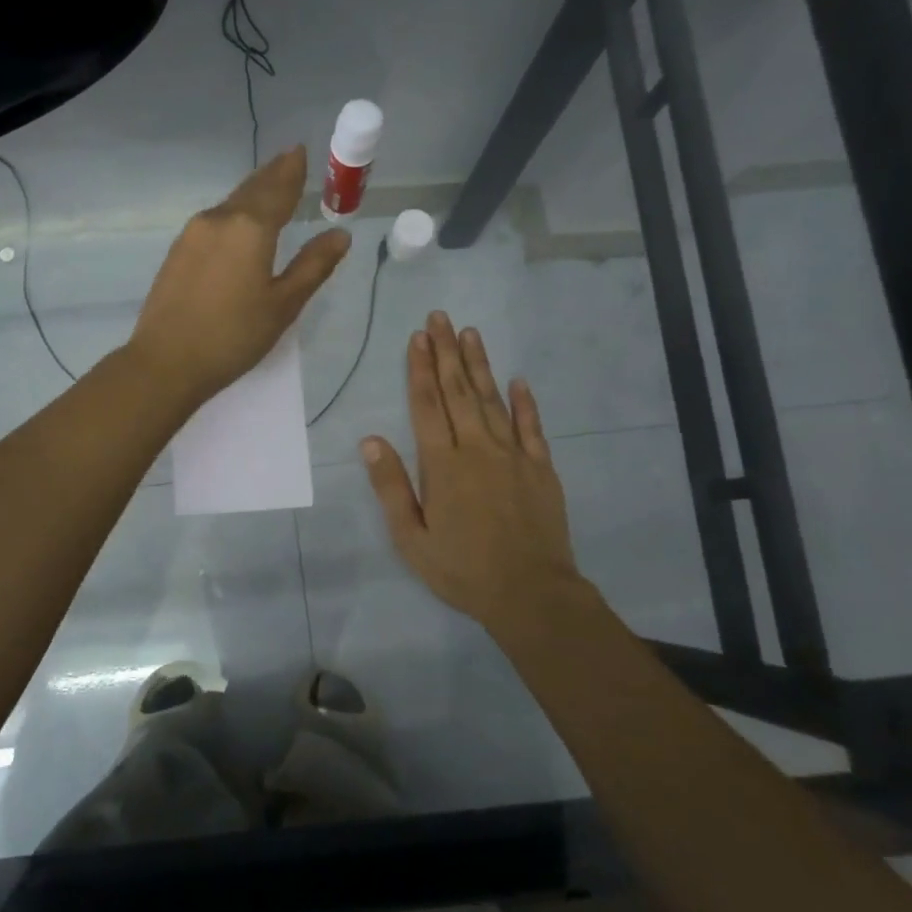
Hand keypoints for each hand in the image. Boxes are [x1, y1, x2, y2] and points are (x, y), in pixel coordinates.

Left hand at [130, 146, 349, 405]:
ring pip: (230, 204)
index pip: (278, 189)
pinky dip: (233, 213)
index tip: (300, 151)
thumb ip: (313, 266)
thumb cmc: (233, 336)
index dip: (292, 170)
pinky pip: (214, 221)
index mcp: (250, 227)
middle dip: (272, 174)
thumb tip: (340, 235)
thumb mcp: (283, 305)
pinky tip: (238, 223)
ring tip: (269, 187)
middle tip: (289, 160)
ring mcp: (193, 234)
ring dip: (252, 193)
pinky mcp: (177, 252)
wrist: (166, 361)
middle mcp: (219, 219)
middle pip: (251, 189)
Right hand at [362, 311, 598, 641]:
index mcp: (443, 465)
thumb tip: (369, 440)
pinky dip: (524, 402)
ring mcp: (513, 456)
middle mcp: (477, 449)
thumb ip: (391, 487)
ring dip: (480, 365)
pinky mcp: (541, 468)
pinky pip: (531, 427)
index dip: (419, 370)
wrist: (531, 594)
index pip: (427, 406)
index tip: (416, 337)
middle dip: (447, 353)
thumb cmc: (463, 570)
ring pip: (493, 400)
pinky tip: (518, 379)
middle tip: (440, 317)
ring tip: (470, 333)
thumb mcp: (412, 539)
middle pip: (459, 392)